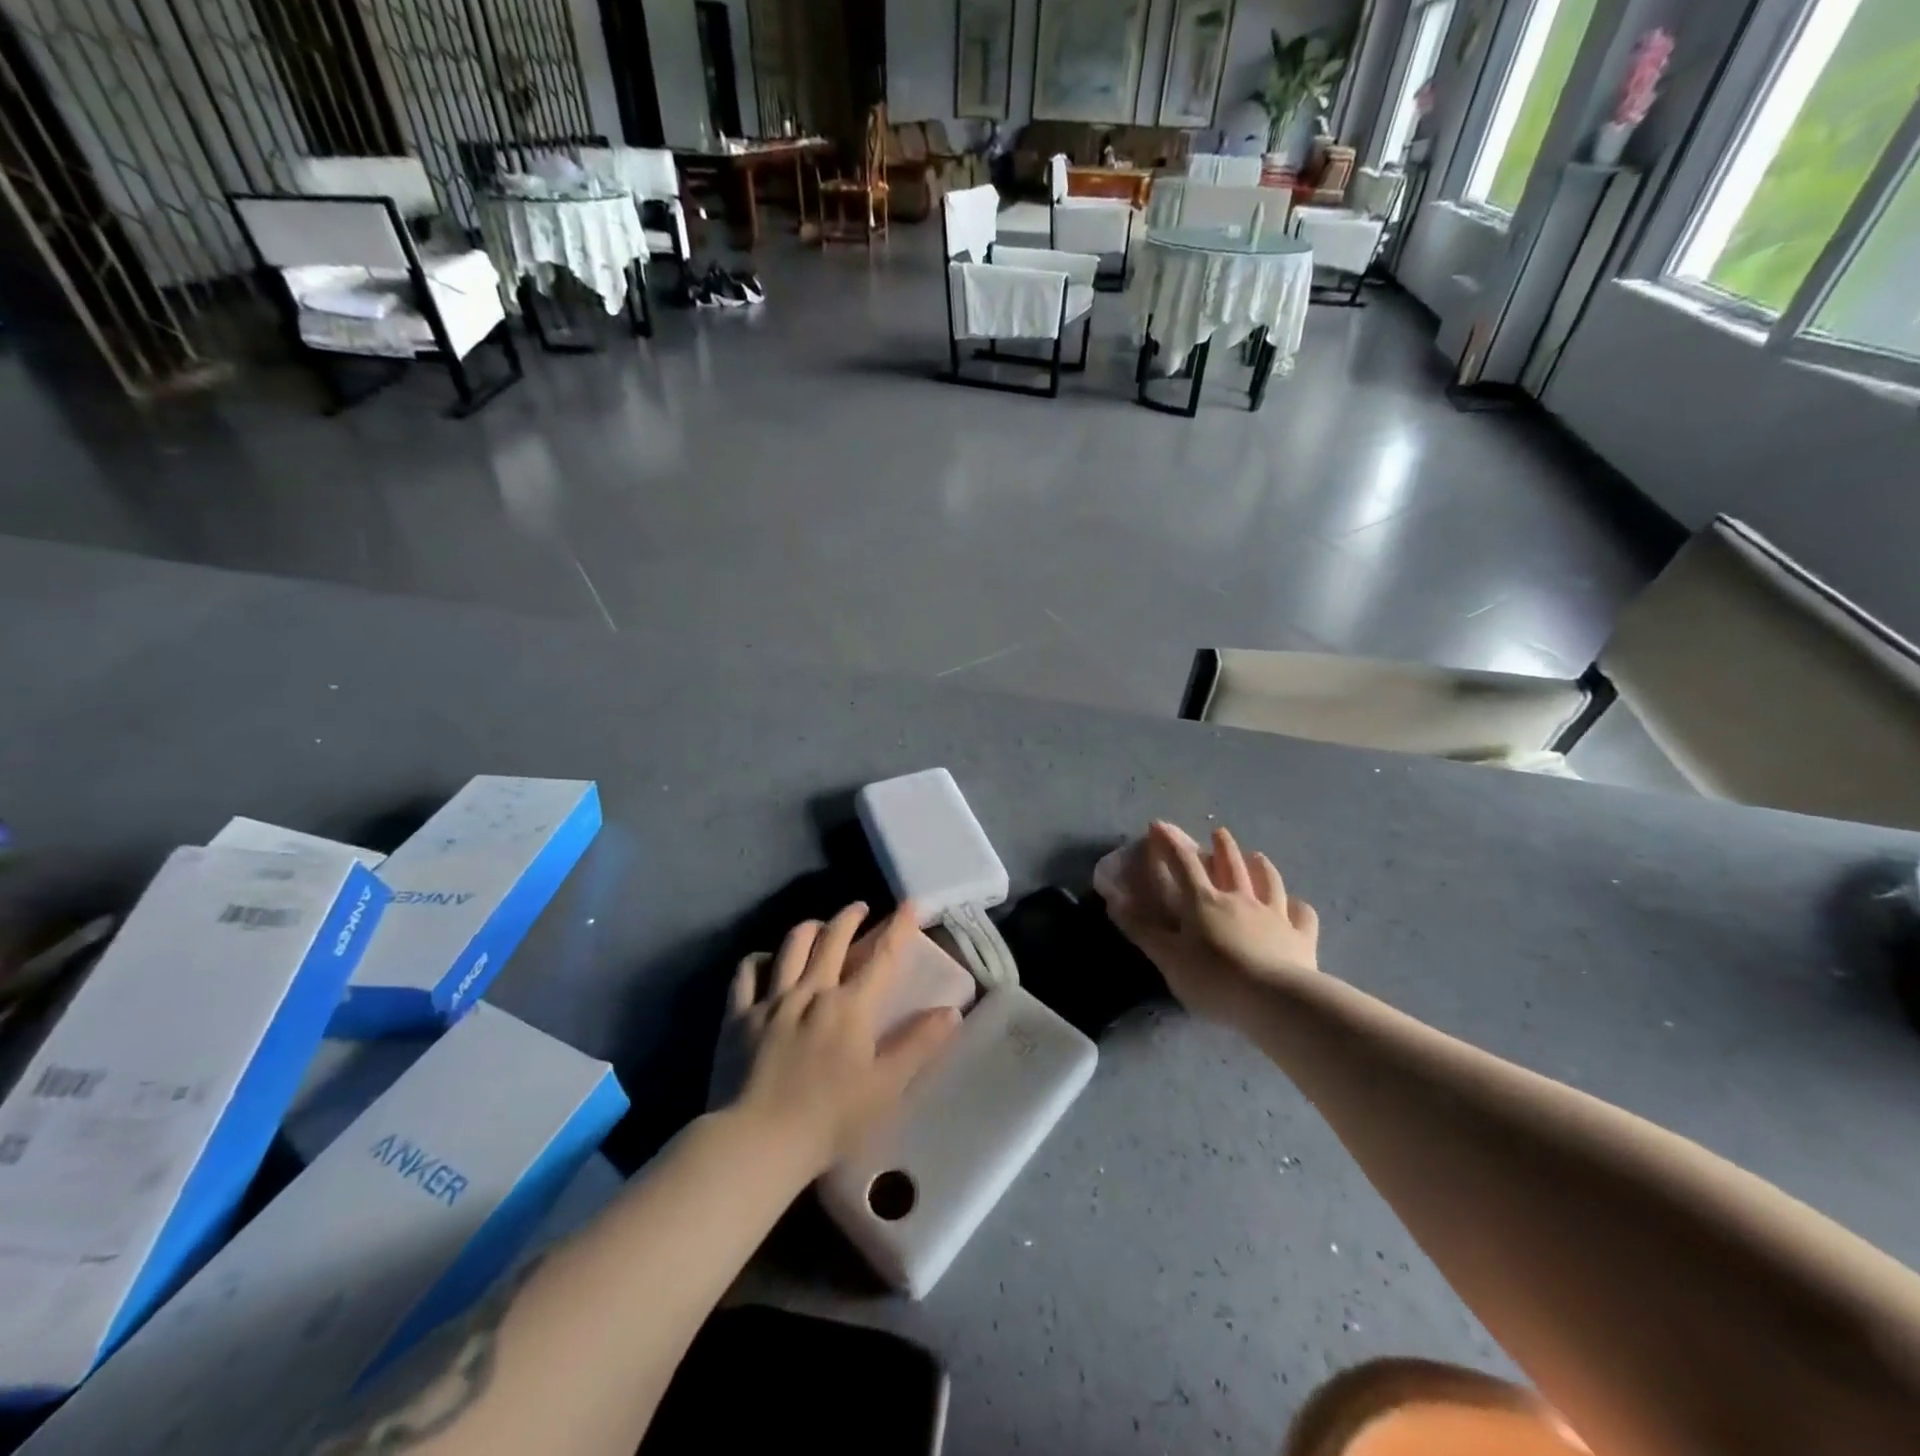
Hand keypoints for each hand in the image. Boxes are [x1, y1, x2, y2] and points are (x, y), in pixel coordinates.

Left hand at [726, 902, 960, 1174]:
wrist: (756, 1141)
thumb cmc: (829, 1120)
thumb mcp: (886, 1087)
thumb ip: (918, 1045)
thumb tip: (952, 1011)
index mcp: (849, 1006)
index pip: (882, 956)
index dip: (899, 927)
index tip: (910, 904)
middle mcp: (811, 990)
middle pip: (832, 938)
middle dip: (849, 917)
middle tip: (860, 908)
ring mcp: (771, 1000)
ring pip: (791, 945)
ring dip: (809, 928)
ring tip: (819, 926)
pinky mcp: (737, 1015)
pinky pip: (747, 972)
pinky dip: (759, 959)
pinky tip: (766, 960)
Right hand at [1104, 821, 1319, 1019]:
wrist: (1276, 1001)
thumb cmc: (1215, 980)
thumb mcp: (1168, 958)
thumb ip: (1142, 929)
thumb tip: (1114, 900)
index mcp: (1204, 902)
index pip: (1183, 863)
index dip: (1169, 842)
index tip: (1158, 825)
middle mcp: (1240, 899)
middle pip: (1231, 864)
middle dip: (1222, 845)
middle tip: (1218, 831)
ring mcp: (1275, 915)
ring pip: (1269, 881)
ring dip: (1261, 866)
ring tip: (1258, 856)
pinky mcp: (1302, 937)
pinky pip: (1302, 914)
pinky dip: (1298, 906)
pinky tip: (1296, 906)